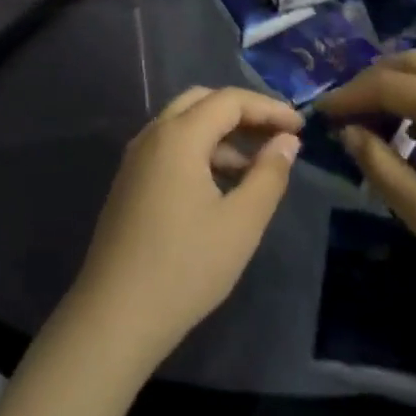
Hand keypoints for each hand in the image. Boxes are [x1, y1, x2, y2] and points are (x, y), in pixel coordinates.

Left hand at [69, 86, 302, 369]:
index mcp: (178, 135)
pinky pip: (170, 147)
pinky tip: (222, 185)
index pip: (229, 100)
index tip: (301, 126)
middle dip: (243, 112)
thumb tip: (286, 141)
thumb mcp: (240, 224)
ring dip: (222, 135)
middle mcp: (153, 134)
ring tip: (257, 166)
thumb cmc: (185, 267)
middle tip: (277, 135)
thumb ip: (268, 176)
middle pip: (203, 101)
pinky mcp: (130, 181)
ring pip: (184, 124)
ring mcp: (136, 157)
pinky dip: (200, 151)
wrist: (115, 316)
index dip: (268, 108)